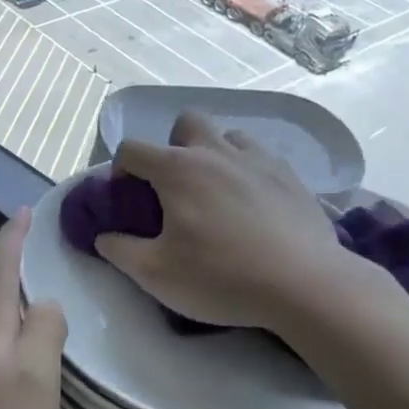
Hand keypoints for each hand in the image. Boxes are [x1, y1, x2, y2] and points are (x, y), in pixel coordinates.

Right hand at [95, 112, 354, 330]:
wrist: (305, 285)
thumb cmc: (221, 276)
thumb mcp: (155, 273)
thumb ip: (120, 250)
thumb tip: (104, 236)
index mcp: (178, 170)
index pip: (133, 149)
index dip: (121, 169)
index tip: (127, 198)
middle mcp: (216, 152)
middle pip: (187, 123)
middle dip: (174, 145)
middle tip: (176, 187)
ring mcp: (259, 160)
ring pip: (229, 136)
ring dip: (215, 154)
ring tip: (217, 193)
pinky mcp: (292, 177)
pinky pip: (262, 159)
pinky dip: (249, 173)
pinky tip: (253, 207)